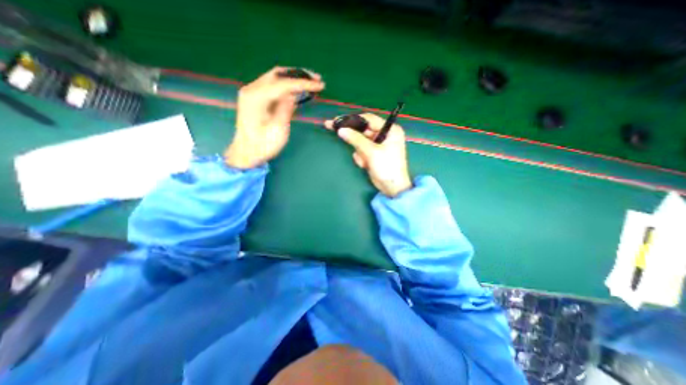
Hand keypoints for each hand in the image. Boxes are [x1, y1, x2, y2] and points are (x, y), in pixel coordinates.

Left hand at [222, 67, 324, 168]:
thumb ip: (285, 109)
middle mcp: (252, 89)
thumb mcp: (278, 129)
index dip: (303, 83)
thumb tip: (294, 94)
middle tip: (317, 79)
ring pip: (276, 78)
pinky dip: (287, 86)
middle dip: (299, 75)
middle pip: (278, 74)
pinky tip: (298, 90)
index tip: (320, 85)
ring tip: (311, 82)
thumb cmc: (263, 145)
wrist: (246, 152)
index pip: (283, 84)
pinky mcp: (256, 98)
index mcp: (256, 97)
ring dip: (293, 79)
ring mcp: (253, 92)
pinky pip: (273, 86)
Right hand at [326, 113, 410, 197]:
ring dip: (360, 152)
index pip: (369, 119)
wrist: (392, 188)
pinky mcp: (374, 153)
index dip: (353, 119)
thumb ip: (356, 139)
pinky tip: (366, 165)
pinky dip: (362, 158)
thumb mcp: (371, 152)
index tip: (338, 120)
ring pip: (361, 142)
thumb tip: (340, 129)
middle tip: (334, 129)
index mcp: (390, 129)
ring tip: (365, 162)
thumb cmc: (386, 167)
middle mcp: (385, 134)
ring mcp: (379, 144)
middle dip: (354, 138)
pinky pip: (362, 150)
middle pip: (364, 130)